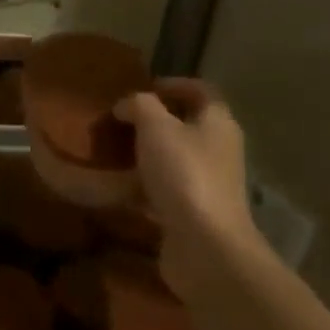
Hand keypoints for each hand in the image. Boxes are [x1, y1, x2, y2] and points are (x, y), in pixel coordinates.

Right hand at [114, 79, 263, 300]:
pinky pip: (163, 190)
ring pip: (173, 159)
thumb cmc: (184, 175)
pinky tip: (115, 189)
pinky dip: (141, 186)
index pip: (201, 91)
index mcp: (218, 123)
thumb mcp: (155, 128)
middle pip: (186, 126)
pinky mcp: (191, 212)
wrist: (204, 245)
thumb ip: (140, 106)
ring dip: (144, 154)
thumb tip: (127, 104)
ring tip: (111, 153)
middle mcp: (218, 150)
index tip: (142, 87)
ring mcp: (207, 183)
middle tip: (119, 121)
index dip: (174, 84)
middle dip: (153, 121)